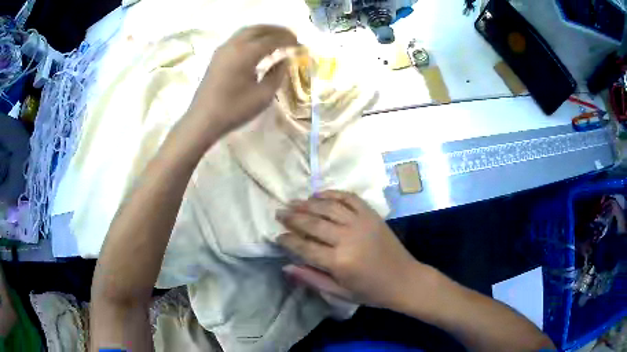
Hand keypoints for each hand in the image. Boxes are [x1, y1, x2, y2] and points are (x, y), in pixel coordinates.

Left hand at [186, 25, 296, 137]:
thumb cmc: (234, 109)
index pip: (272, 39)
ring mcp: (223, 49)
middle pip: (258, 29)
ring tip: (277, 38)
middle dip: (277, 30)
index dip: (288, 40)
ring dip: (263, 31)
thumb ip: (277, 74)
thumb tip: (284, 60)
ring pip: (246, 31)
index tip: (300, 45)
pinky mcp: (217, 56)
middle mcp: (233, 45)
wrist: (203, 120)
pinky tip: (258, 47)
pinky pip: (237, 39)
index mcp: (246, 53)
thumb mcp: (263, 95)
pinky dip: (252, 37)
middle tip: (291, 36)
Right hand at [276, 190, 422, 307]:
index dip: (288, 240)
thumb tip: (286, 267)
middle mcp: (348, 238)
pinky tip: (319, 194)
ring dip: (308, 203)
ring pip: (328, 207)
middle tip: (279, 213)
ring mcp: (361, 223)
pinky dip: (332, 193)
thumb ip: (312, 279)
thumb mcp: (339, 292)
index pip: (304, 247)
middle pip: (313, 223)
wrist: (404, 280)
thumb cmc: (371, 292)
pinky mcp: (371, 215)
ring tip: (294, 202)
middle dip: (293, 217)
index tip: (277, 235)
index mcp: (339, 262)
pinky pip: (349, 198)